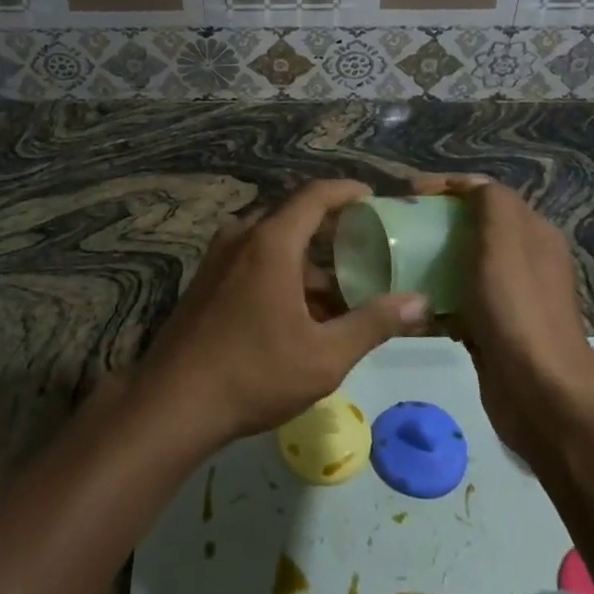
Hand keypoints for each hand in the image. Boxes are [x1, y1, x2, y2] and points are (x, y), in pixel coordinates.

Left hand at [139, 180, 429, 445]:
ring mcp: (218, 258)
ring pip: (271, 242)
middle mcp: (242, 238)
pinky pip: (251, 260)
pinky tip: (298, 311)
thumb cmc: (255, 373)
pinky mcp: (206, 281)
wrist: (174, 402)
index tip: (372, 197)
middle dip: (329, 229)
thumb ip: (373, 323)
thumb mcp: (325, 355)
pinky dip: (280, 271)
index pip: (314, 196)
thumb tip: (419, 301)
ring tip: (338, 291)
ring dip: (305, 260)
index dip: (346, 191)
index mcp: (271, 242)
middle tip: (363, 246)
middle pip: (292, 217)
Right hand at [412, 174, 593, 465]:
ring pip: (461, 266)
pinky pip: (457, 303)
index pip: (484, 193)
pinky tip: (409, 308)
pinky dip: (433, 301)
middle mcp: (524, 260)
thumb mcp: (504, 242)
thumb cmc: (518, 310)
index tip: (405, 194)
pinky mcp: (492, 330)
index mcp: (532, 233)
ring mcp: (509, 298)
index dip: (445, 187)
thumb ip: (491, 203)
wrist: (542, 395)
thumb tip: (470, 186)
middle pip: (471, 228)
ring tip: (392, 264)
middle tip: (394, 228)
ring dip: (429, 263)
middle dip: (432, 223)